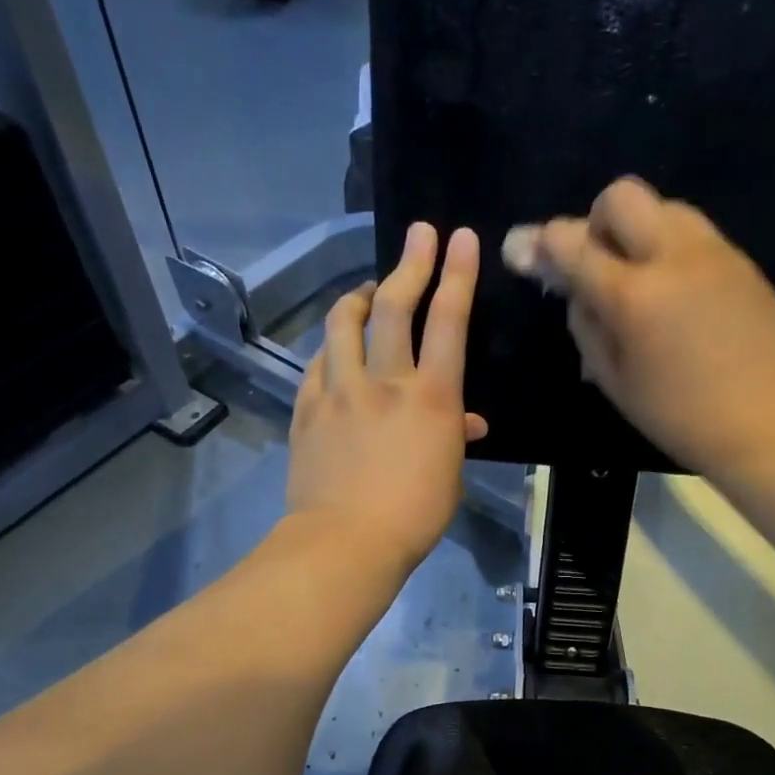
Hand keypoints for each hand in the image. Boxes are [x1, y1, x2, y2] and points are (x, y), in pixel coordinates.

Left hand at [286, 222, 487, 574]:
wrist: (345, 540)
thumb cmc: (414, 515)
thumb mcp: (449, 475)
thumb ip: (454, 437)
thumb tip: (466, 421)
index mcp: (431, 397)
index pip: (448, 321)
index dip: (457, 274)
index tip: (461, 238)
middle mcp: (385, 381)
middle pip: (394, 307)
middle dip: (410, 263)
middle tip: (418, 234)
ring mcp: (340, 390)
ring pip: (343, 324)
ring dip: (358, 297)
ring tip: (366, 290)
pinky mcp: (308, 408)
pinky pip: (318, 363)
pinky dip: (331, 347)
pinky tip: (335, 350)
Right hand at [502, 177, 774, 481]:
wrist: (766, 426)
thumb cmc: (678, 417)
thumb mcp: (614, 381)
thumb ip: (585, 324)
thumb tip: (573, 286)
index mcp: (634, 295)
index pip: (572, 242)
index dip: (540, 243)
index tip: (524, 251)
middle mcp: (674, 257)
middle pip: (621, 195)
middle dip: (596, 221)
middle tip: (599, 264)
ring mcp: (715, 253)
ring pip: (665, 206)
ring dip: (640, 231)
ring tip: (642, 279)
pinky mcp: (743, 262)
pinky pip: (696, 233)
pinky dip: (673, 249)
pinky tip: (679, 295)